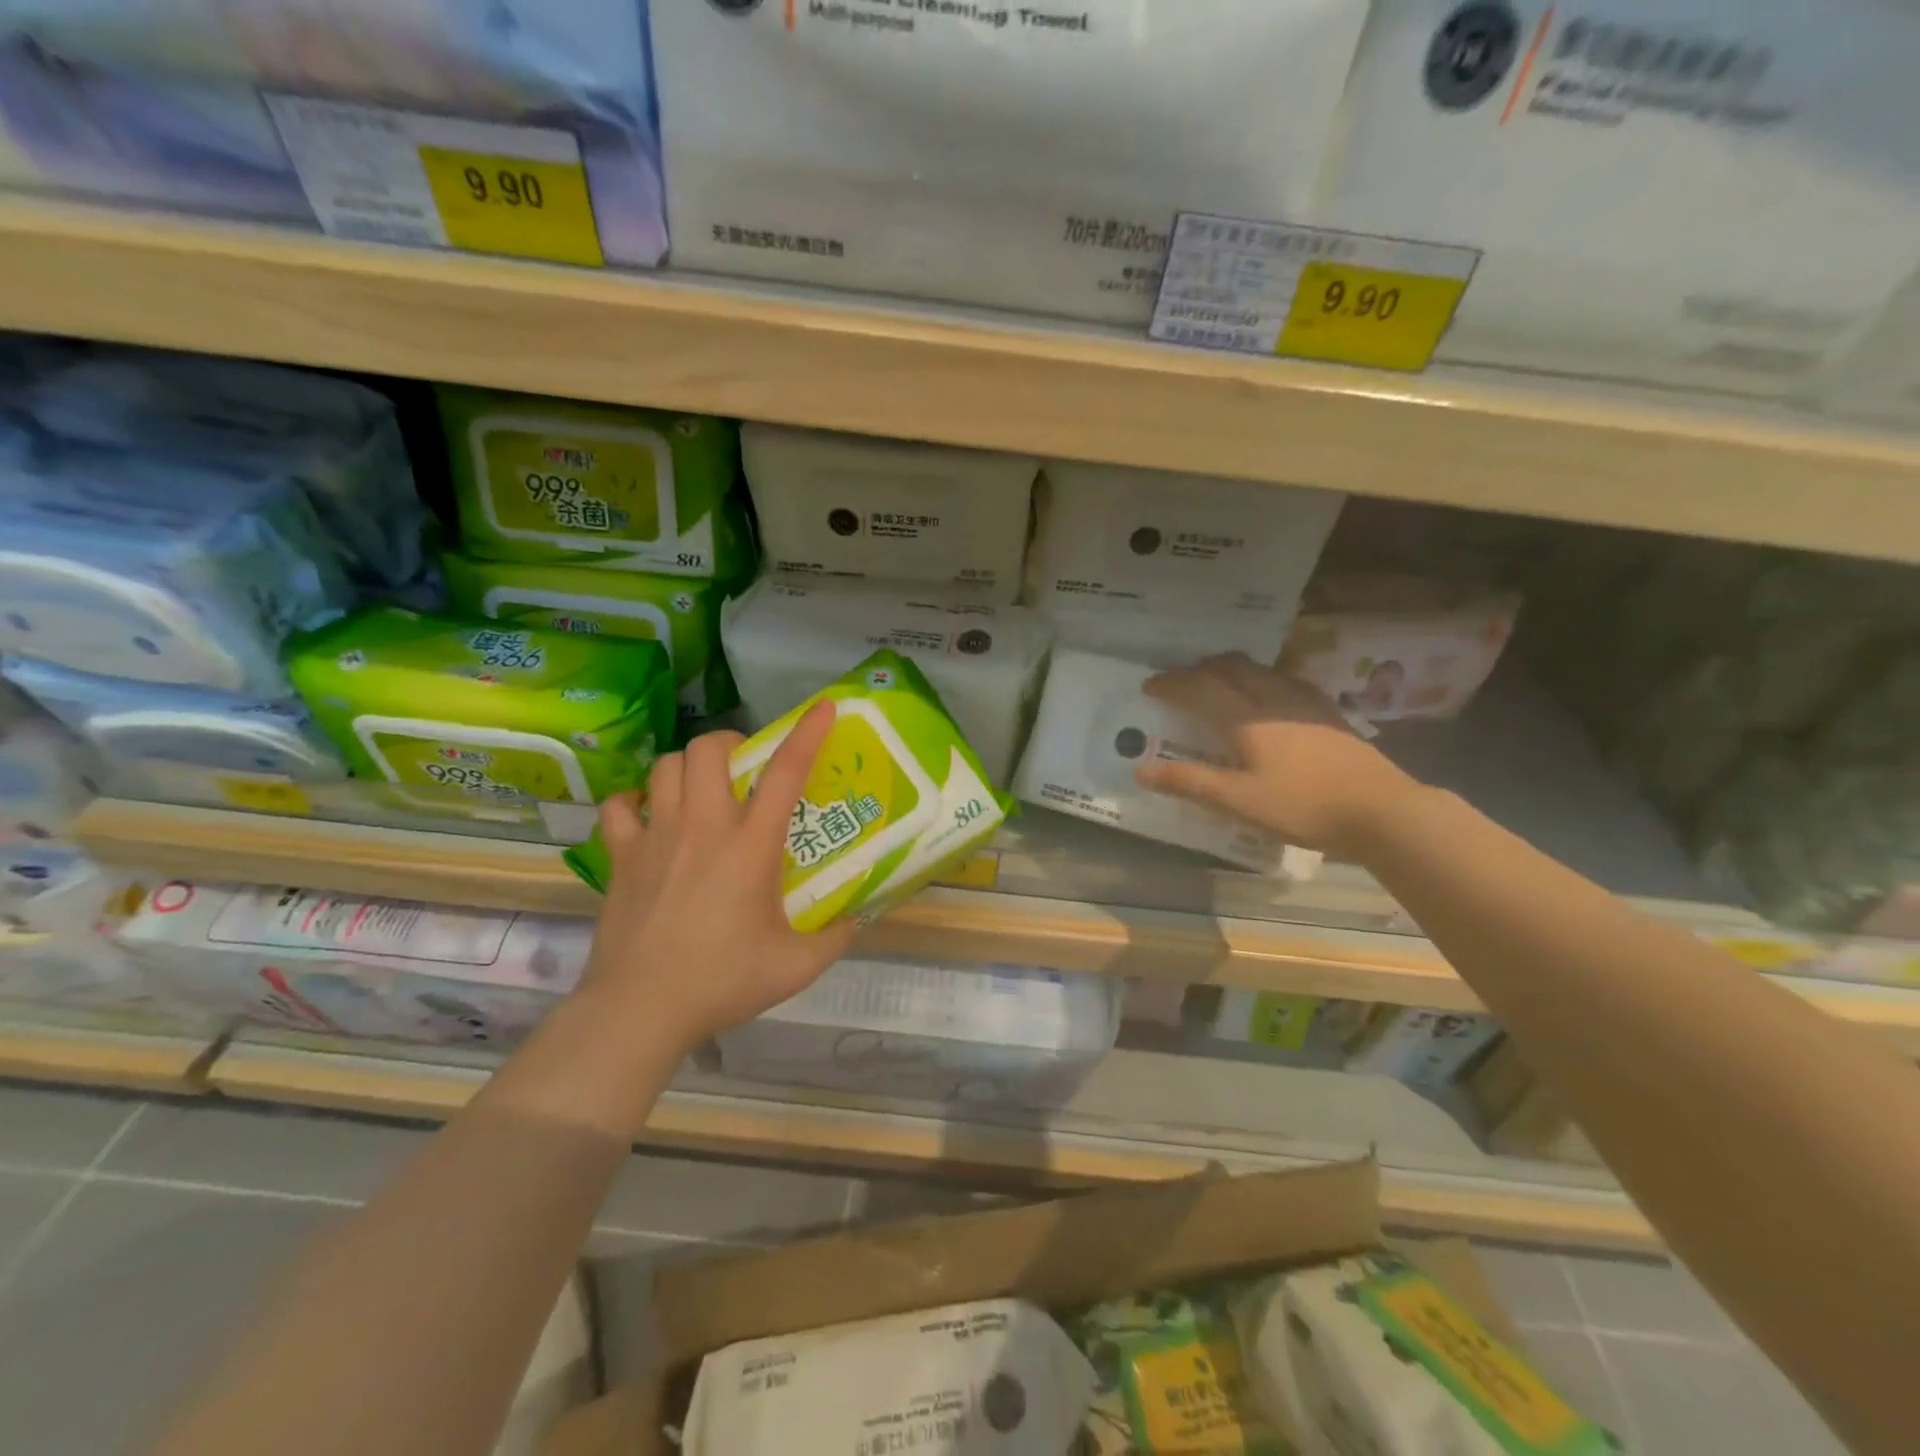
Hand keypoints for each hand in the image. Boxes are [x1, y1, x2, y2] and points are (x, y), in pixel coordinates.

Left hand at [580, 702, 857, 1053]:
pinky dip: (634, 801)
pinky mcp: (621, 857)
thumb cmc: (722, 982)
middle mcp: (703, 827)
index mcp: (750, 846)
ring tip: (702, 787)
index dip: (807, 734)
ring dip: (688, 766)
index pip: (785, 774)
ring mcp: (656, 837)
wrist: (640, 1009)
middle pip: (709, 749)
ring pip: (665, 766)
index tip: (823, 708)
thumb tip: (858, 917)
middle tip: (745, 766)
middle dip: (731, 742)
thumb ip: (835, 937)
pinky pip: (619, 807)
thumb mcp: (796, 966)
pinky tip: (649, 815)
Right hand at [1133, 653, 1419, 857]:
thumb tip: (1140, 771)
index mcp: (1246, 718)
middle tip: (1183, 681)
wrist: (1382, 810)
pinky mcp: (1329, 713)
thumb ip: (1189, 782)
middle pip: (1232, 668)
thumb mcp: (1238, 801)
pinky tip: (1272, 698)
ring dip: (1233, 670)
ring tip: (1221, 684)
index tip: (1149, 686)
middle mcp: (1274, 699)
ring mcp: (1306, 703)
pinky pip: (1287, 681)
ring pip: (1261, 670)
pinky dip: (1264, 680)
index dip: (1172, 684)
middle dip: (1201, 669)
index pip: (1200, 687)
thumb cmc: (1303, 806)